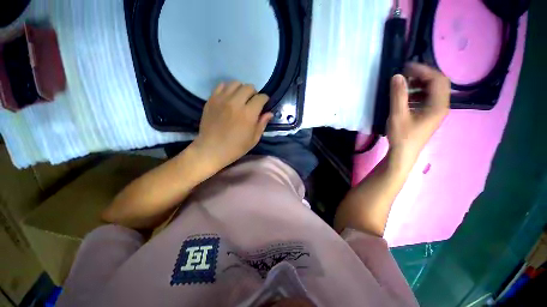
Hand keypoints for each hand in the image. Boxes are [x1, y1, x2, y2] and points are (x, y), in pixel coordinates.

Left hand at [192, 81, 272, 168]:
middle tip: (253, 101)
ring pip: (235, 83)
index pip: (260, 97)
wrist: (212, 149)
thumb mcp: (254, 139)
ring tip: (241, 98)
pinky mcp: (211, 99)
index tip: (264, 103)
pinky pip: (221, 85)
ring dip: (241, 89)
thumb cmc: (236, 147)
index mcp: (248, 114)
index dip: (265, 99)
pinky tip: (229, 97)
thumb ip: (262, 124)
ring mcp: (222, 99)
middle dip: (254, 93)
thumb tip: (269, 113)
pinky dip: (228, 88)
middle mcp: (236, 103)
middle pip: (249, 87)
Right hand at [387, 63, 449, 169]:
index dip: (423, 70)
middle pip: (438, 83)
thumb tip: (397, 76)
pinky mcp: (429, 115)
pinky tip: (405, 97)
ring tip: (403, 85)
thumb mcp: (398, 115)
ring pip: (432, 90)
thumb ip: (398, 95)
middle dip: (422, 76)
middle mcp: (441, 105)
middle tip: (405, 75)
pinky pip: (427, 98)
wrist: (403, 153)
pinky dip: (417, 93)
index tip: (406, 67)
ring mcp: (436, 111)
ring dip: (419, 84)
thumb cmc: (402, 136)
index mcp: (438, 105)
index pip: (437, 79)